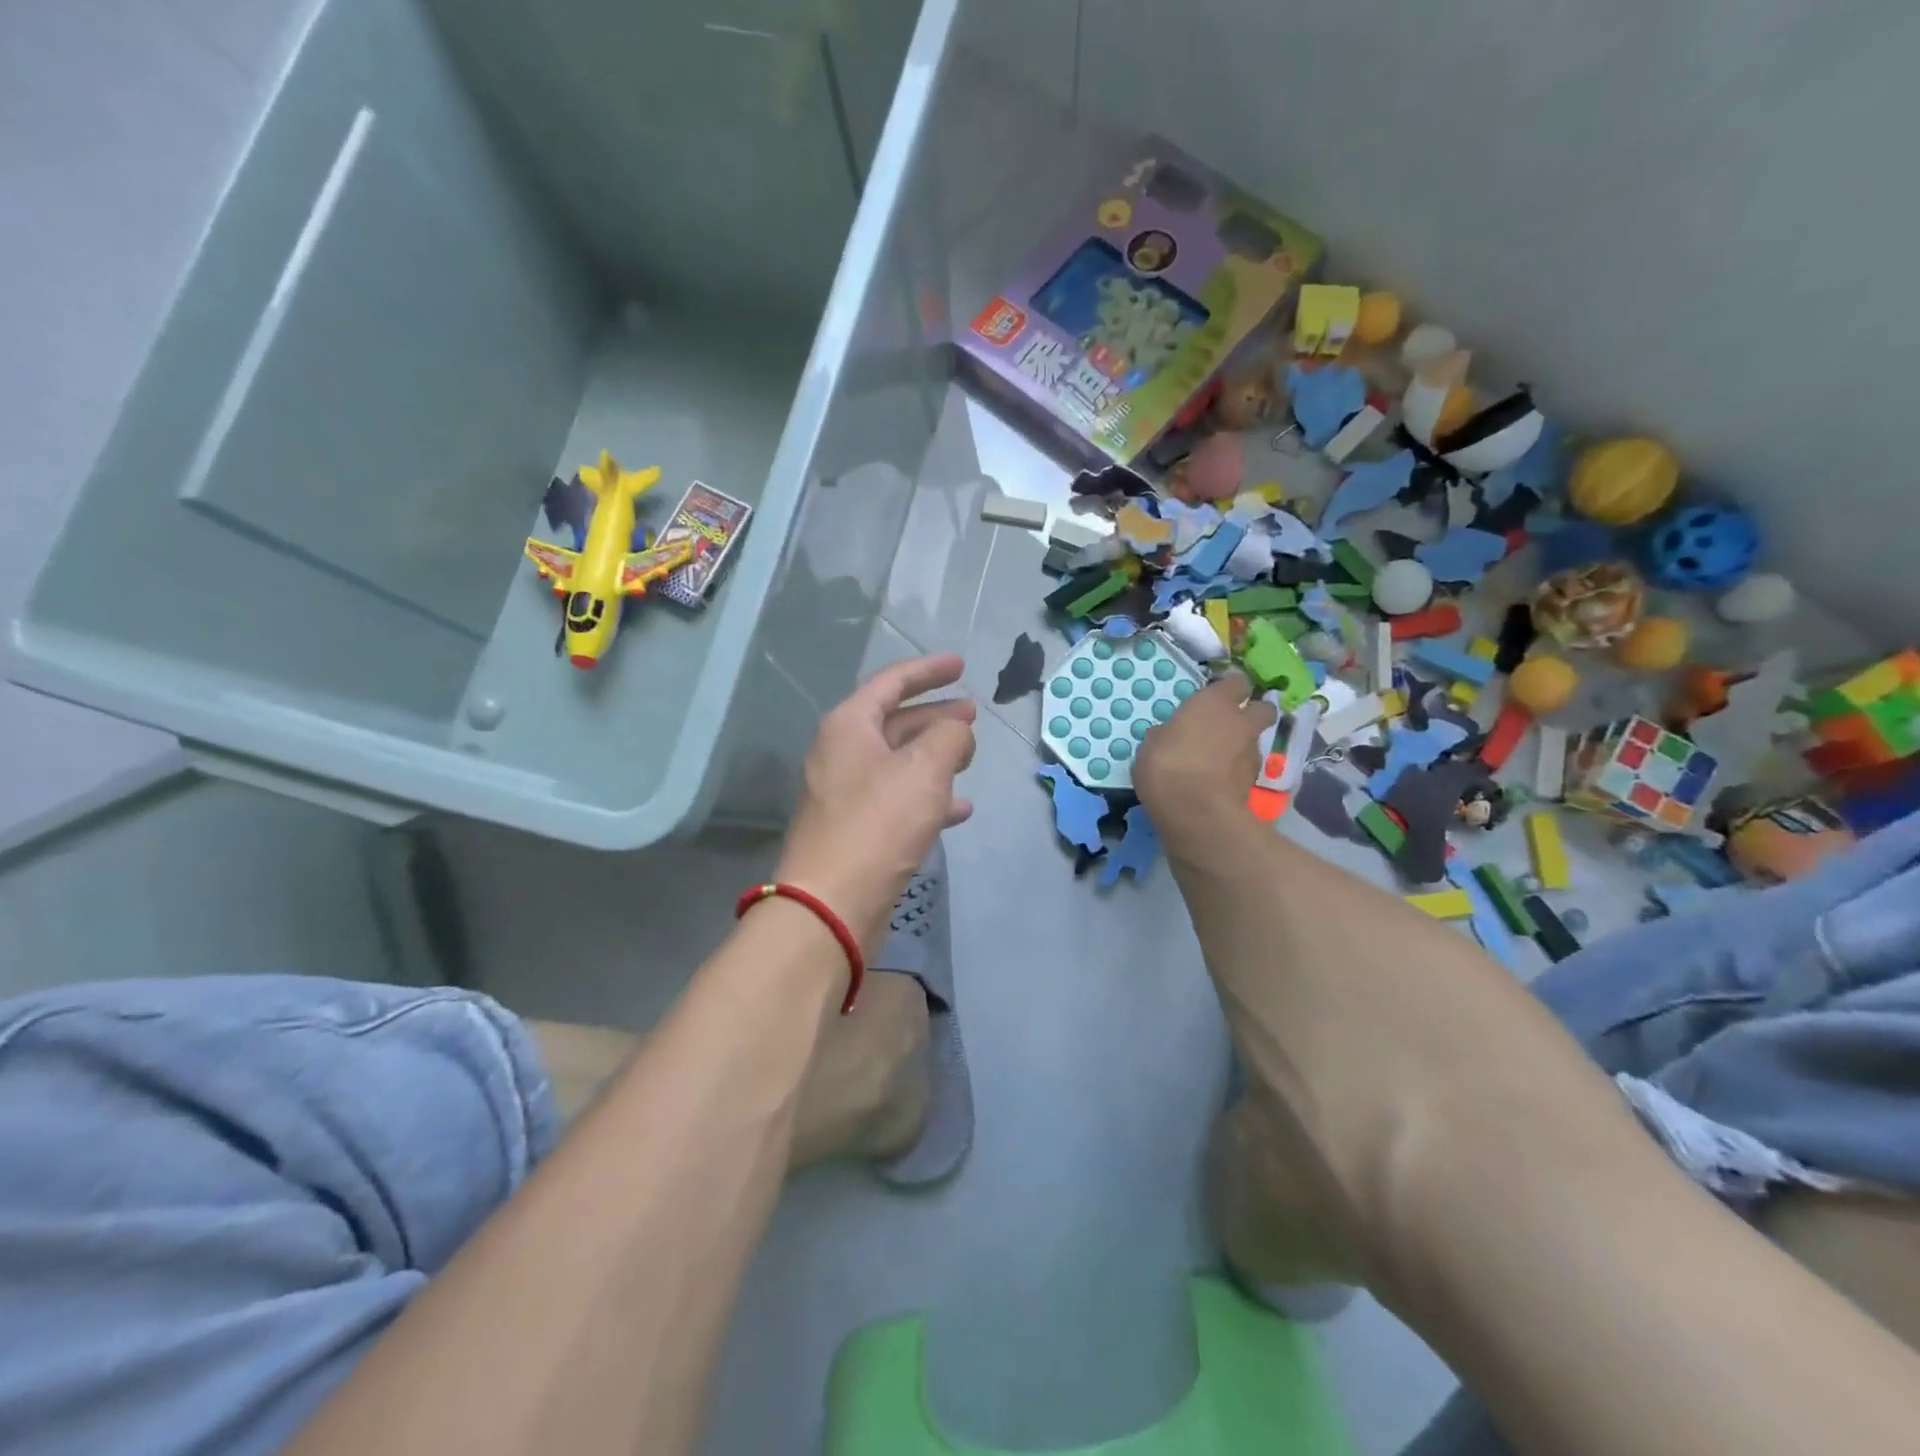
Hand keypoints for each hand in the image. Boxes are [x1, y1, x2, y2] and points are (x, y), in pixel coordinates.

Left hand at [775, 654, 975, 951]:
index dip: (928, 670)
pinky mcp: (856, 829)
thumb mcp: (924, 770)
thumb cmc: (878, 824)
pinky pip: (898, 799)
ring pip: (899, 762)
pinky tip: (960, 808)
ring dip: (935, 756)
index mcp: (849, 726)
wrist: (832, 903)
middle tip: (972, 713)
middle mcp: (842, 754)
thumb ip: (949, 737)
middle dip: (936, 715)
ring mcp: (846, 793)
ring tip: (971, 756)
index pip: (891, 682)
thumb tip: (957, 731)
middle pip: (895, 722)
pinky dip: (928, 797)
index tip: (961, 665)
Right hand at [1134, 671, 1275, 843]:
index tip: (1217, 695)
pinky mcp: (1254, 783)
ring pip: (1254, 740)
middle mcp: (1241, 722)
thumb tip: (1168, 734)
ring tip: (1218, 759)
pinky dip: (1236, 771)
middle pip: (1262, 708)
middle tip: (1230, 723)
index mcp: (1214, 702)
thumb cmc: (1167, 765)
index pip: (1236, 682)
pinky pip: (1246, 769)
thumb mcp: (1151, 745)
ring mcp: (1251, 753)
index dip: (1229, 688)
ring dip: (1242, 745)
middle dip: (1252, 713)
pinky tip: (1217, 781)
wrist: (1196, 812)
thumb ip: (1166, 734)